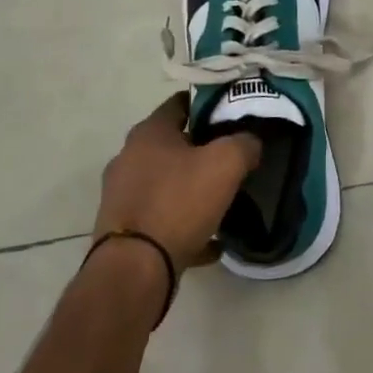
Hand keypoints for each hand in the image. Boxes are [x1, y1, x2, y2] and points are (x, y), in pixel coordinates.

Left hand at [93, 95, 260, 275]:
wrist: (134, 270)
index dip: (209, 106)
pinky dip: (183, 225)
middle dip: (201, 150)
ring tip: (221, 202)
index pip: (181, 103)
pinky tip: (209, 242)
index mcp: (149, 132)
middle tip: (231, 159)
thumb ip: (244, 144)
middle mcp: (128, 157)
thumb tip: (250, 142)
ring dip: (191, 189)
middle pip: (172, 144)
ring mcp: (122, 195)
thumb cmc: (179, 203)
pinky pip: (160, 219)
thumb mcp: (226, 164)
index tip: (233, 116)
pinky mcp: (122, 230)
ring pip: (166, 183)